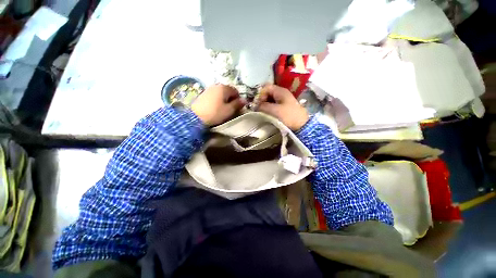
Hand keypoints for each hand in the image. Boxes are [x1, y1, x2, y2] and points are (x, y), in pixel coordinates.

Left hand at [192, 84, 244, 125]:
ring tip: (222, 109)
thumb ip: (238, 104)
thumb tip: (245, 100)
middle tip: (230, 109)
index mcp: (224, 88)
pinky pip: (214, 95)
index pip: (236, 91)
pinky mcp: (203, 94)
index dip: (238, 99)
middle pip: (228, 91)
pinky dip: (217, 100)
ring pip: (221, 94)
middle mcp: (216, 85)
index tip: (236, 108)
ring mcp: (209, 89)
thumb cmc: (215, 113)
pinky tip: (215, 108)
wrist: (195, 117)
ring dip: (224, 100)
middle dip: (231, 99)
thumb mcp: (229, 110)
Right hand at [258, 85, 308, 130]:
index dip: (260, 94)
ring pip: (270, 100)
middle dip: (262, 100)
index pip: (266, 87)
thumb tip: (255, 106)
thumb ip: (263, 106)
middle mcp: (282, 93)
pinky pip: (274, 105)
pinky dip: (269, 109)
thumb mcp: (274, 110)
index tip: (258, 104)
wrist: (302, 126)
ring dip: (265, 105)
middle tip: (259, 109)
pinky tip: (268, 114)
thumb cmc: (288, 116)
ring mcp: (284, 100)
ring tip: (263, 113)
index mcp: (280, 91)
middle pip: (268, 93)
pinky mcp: (284, 107)